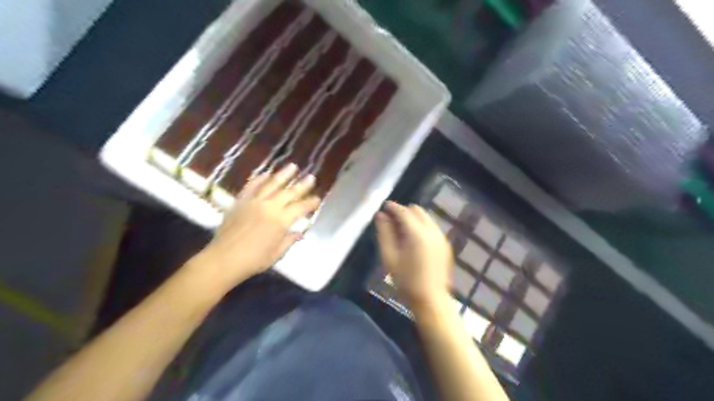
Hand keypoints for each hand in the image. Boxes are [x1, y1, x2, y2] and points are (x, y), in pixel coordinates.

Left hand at [192, 164, 320, 290]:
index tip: (317, 199)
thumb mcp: (277, 253)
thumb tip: (300, 233)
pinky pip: (251, 186)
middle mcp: (269, 207)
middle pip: (289, 192)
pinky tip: (266, 173)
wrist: (224, 259)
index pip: (301, 208)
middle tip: (311, 177)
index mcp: (281, 221)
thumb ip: (289, 240)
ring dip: (283, 175)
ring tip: (292, 166)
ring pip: (271, 184)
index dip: (311, 203)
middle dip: (302, 185)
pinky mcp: (240, 201)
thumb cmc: (254, 260)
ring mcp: (254, 202)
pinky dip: (259, 179)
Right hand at [376, 202, 453, 307]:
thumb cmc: (406, 280)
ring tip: (401, 231)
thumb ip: (384, 233)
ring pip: (425, 217)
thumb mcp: (389, 257)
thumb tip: (380, 215)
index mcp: (417, 233)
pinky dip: (421, 226)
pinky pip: (431, 227)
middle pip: (417, 210)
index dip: (392, 207)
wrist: (431, 299)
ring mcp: (441, 237)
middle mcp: (432, 231)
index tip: (383, 206)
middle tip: (391, 221)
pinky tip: (414, 240)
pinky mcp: (445, 244)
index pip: (403, 211)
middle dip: (403, 212)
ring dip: (413, 218)